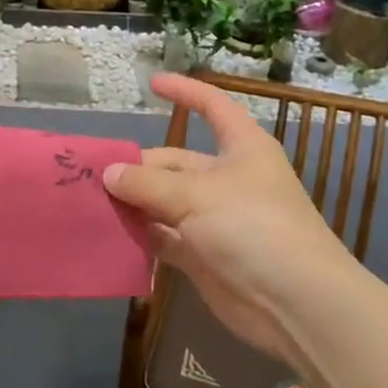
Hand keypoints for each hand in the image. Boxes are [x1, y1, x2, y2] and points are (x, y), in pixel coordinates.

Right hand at [104, 73, 342, 363]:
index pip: (211, 107)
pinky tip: (110, 234)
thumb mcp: (195, 195)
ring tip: (92, 202)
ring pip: (165, 202)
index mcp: (241, 149)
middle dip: (137, 168)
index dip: (184, 92)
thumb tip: (108, 172)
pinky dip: (141, 235)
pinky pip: (165, 237)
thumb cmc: (252, 227)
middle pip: (174, 162)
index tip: (152, 83)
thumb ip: (146, 183)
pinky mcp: (204, 255)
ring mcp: (215, 219)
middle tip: (94, 176)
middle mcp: (227, 179)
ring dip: (134, 203)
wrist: (295, 304)